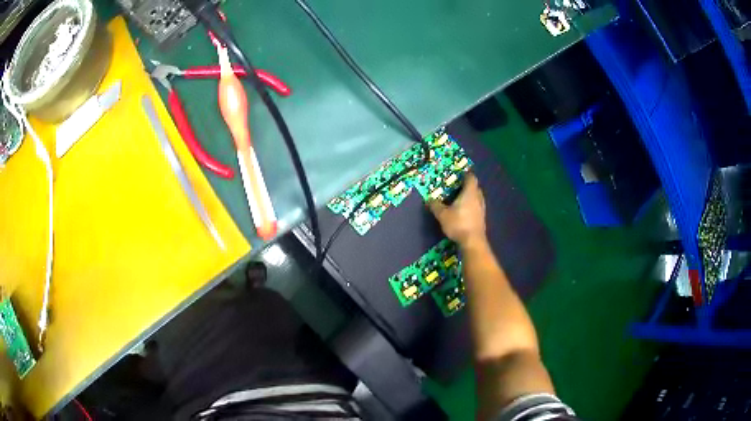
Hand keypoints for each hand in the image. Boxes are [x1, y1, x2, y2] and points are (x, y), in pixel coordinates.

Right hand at [428, 173, 486, 248]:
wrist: (473, 241)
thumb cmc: (458, 224)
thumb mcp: (442, 215)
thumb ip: (436, 206)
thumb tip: (429, 200)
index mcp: (470, 193)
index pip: (471, 178)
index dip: (466, 174)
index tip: (459, 174)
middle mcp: (478, 198)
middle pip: (475, 187)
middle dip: (467, 186)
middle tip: (457, 187)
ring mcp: (482, 209)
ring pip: (477, 198)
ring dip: (470, 197)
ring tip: (459, 199)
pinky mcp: (482, 218)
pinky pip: (477, 207)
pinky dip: (471, 206)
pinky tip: (463, 211)